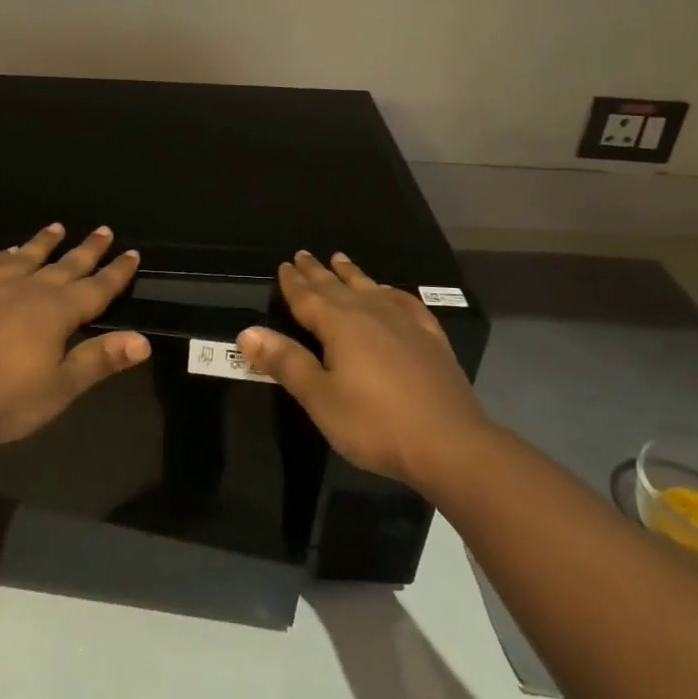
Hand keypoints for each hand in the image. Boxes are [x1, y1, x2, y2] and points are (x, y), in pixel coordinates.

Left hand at [0, 224, 149, 451]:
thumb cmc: (5, 399)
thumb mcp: (61, 387)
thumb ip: (100, 359)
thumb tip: (142, 340)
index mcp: (58, 312)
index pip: (97, 288)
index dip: (116, 272)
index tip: (132, 253)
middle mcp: (29, 290)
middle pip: (65, 265)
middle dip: (87, 250)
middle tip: (103, 230)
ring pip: (25, 257)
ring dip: (43, 243)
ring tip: (57, 227)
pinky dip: (0, 256)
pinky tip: (5, 252)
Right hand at [237, 250, 483, 489]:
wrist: (450, 444)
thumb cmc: (374, 423)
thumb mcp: (319, 397)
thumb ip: (285, 362)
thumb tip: (247, 332)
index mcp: (340, 325)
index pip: (308, 297)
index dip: (293, 282)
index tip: (284, 264)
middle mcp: (371, 314)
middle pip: (338, 287)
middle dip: (318, 272)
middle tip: (304, 254)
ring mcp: (405, 324)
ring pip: (371, 289)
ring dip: (353, 275)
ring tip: (341, 259)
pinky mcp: (430, 340)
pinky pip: (406, 304)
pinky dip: (392, 293)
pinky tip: (391, 293)